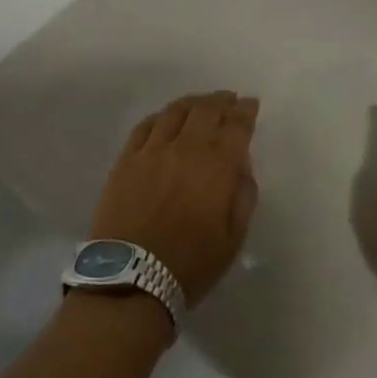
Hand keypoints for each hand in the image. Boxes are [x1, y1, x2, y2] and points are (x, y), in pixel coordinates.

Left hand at [90, 91, 259, 308]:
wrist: (131, 277)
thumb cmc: (190, 263)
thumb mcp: (234, 237)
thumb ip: (243, 194)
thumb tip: (240, 165)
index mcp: (217, 165)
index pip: (236, 125)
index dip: (245, 111)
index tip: (250, 104)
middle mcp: (185, 148)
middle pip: (205, 110)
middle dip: (221, 101)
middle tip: (229, 100)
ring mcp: (151, 151)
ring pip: (174, 112)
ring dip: (192, 103)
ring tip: (200, 103)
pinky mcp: (126, 160)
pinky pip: (145, 126)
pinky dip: (160, 116)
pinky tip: (165, 119)